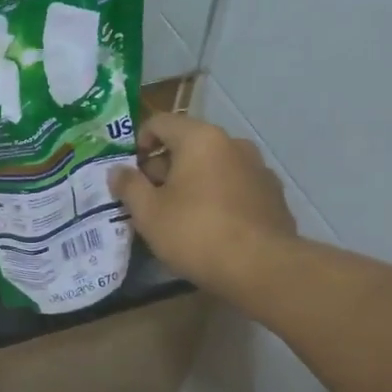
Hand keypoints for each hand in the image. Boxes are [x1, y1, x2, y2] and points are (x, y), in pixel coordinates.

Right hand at [109, 113, 297, 298]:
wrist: (263, 269)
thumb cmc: (196, 233)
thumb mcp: (148, 213)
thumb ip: (129, 186)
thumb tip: (117, 171)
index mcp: (200, 139)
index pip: (160, 122)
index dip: (138, 143)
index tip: (131, 174)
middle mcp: (233, 143)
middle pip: (188, 143)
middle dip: (165, 167)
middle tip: (150, 199)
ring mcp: (258, 168)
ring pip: (213, 165)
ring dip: (193, 182)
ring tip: (180, 215)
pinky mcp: (274, 195)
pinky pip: (235, 186)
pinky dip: (218, 196)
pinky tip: (211, 227)